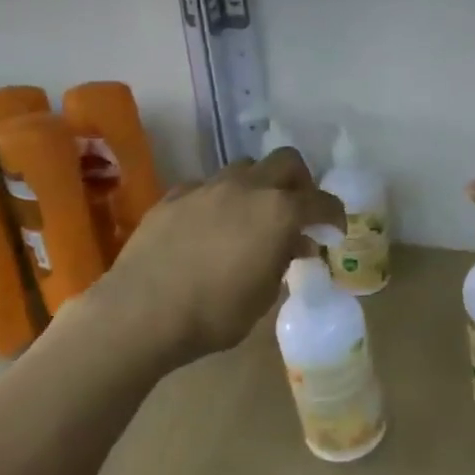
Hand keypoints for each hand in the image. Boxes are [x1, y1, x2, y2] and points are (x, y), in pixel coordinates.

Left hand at [103, 148, 345, 364]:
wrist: (140, 312)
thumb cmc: (214, 313)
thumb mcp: (263, 296)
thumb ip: (283, 261)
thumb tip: (294, 243)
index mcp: (278, 212)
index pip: (321, 202)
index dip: (334, 215)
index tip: (333, 232)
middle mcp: (247, 187)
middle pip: (286, 161)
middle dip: (300, 181)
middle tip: (297, 210)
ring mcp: (208, 186)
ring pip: (245, 167)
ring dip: (258, 185)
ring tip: (251, 216)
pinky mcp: (174, 195)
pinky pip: (207, 186)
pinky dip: (218, 200)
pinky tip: (209, 226)